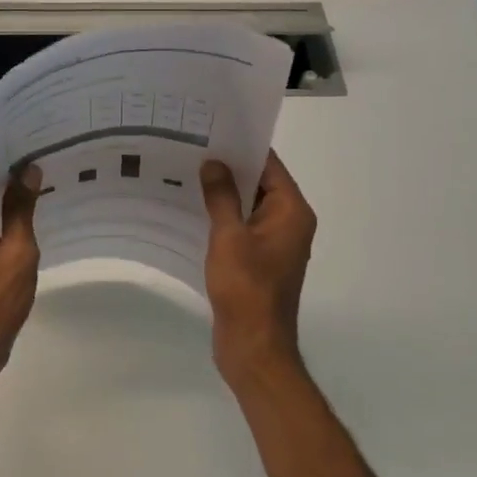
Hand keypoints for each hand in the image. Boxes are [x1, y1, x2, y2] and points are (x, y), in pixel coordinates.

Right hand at [200, 151, 316, 381]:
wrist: (253, 346)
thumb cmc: (246, 288)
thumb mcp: (229, 237)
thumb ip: (222, 197)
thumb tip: (214, 163)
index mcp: (291, 211)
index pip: (270, 165)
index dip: (242, 147)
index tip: (212, 130)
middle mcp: (289, 223)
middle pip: (260, 184)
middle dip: (228, 168)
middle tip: (191, 148)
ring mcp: (274, 244)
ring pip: (248, 207)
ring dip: (222, 194)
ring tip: (185, 174)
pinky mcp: (258, 262)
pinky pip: (241, 229)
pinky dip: (221, 219)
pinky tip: (191, 211)